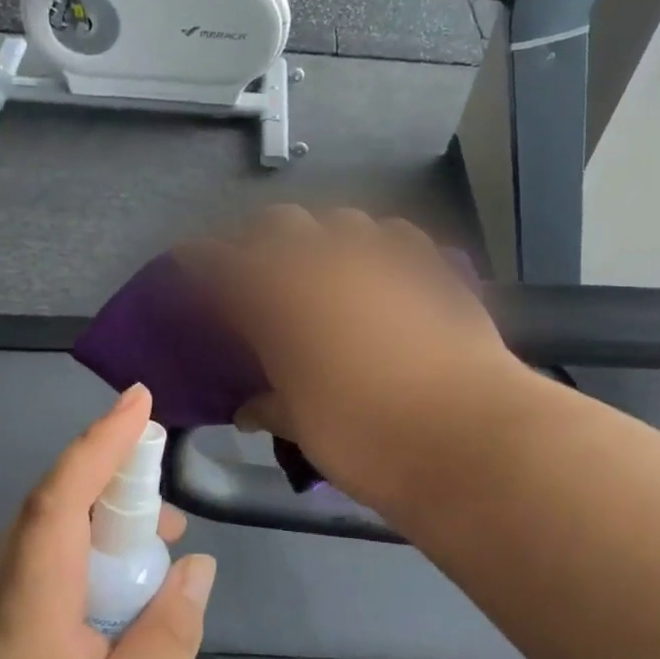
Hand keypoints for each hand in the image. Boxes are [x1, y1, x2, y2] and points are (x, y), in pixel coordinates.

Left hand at [0, 384, 214, 658]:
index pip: (65, 492)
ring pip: (51, 533)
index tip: (140, 399)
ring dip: (106, 523)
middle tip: (172, 509)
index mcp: (32, 596)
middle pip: (58, 502)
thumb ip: (166, 640)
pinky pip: (45, 563)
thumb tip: (195, 567)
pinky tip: (118, 593)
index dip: (103, 440)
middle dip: (117, 481)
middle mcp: (3, 581)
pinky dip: (88, 555)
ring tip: (159, 549)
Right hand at [181, 206, 535, 515]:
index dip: (199, 261)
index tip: (187, 263)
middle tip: (256, 273)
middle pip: (279, 224)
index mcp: (280, 298)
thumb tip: (249, 409)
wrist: (471, 438)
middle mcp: (327, 262)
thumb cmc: (366, 437)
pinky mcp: (432, 268)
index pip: (222, 265)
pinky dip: (375, 246)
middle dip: (259, 241)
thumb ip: (271, 406)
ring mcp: (384, 258)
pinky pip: (394, 236)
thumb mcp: (304, 427)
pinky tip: (378, 271)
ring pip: (340, 220)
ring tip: (320, 268)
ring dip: (320, 238)